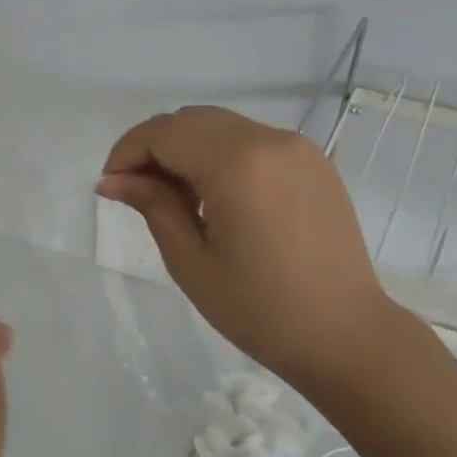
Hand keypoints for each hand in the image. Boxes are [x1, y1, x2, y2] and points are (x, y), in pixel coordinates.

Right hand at [98, 106, 394, 394]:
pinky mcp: (315, 162)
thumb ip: (153, 206)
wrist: (346, 335)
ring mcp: (298, 147)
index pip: (164, 133)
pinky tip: (217, 198)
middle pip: (191, 120)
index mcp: (238, 164)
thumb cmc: (260, 310)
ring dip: (187, 150)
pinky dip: (222, 155)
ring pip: (222, 127)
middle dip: (154, 148)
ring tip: (177, 200)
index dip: (127, 151)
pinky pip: (252, 141)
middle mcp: (270, 140)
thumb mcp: (192, 262)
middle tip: (137, 193)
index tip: (110, 186)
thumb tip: (112, 180)